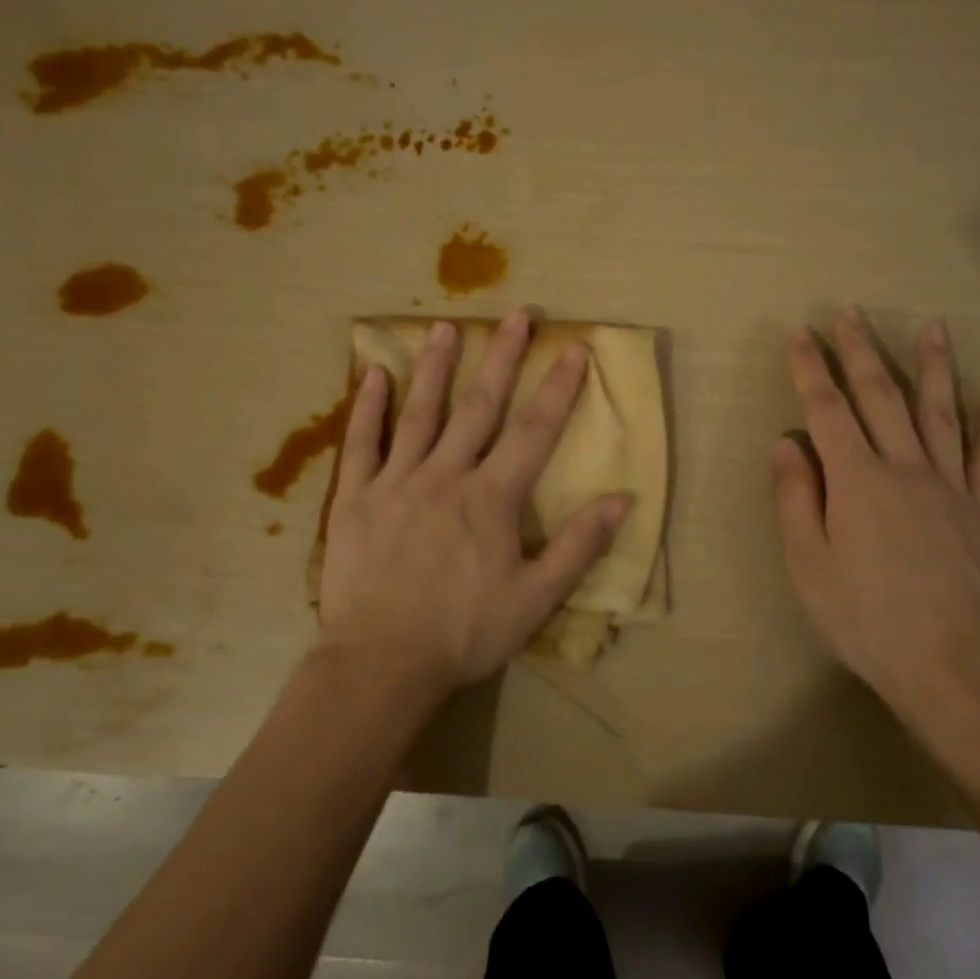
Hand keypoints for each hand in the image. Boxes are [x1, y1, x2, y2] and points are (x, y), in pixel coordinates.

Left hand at [317, 310, 632, 699]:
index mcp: (491, 498)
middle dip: (503, 358)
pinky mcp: (357, 498)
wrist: (381, 664)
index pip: (534, 431)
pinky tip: (374, 373)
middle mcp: (446, 475)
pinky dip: (368, 407)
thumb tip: (622, 499)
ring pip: (420, 413)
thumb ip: (578, 546)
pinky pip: (363, 443)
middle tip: (517, 314)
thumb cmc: (465, 633)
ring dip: (437, 367)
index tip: (574, 348)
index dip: (558, 388)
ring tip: (446, 326)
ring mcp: (397, 482)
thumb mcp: (535, 599)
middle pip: (480, 407)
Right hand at [773, 307, 979, 720]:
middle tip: (850, 313)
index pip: (828, 410)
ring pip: (940, 412)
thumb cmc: (864, 617)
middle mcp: (905, 468)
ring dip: (932, 366)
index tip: (800, 333)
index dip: (811, 369)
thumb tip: (786, 442)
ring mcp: (950, 486)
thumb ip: (796, 497)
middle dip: (861, 351)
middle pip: (881, 397)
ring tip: (930, 327)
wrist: (950, 664)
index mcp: (857, 480)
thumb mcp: (808, 564)